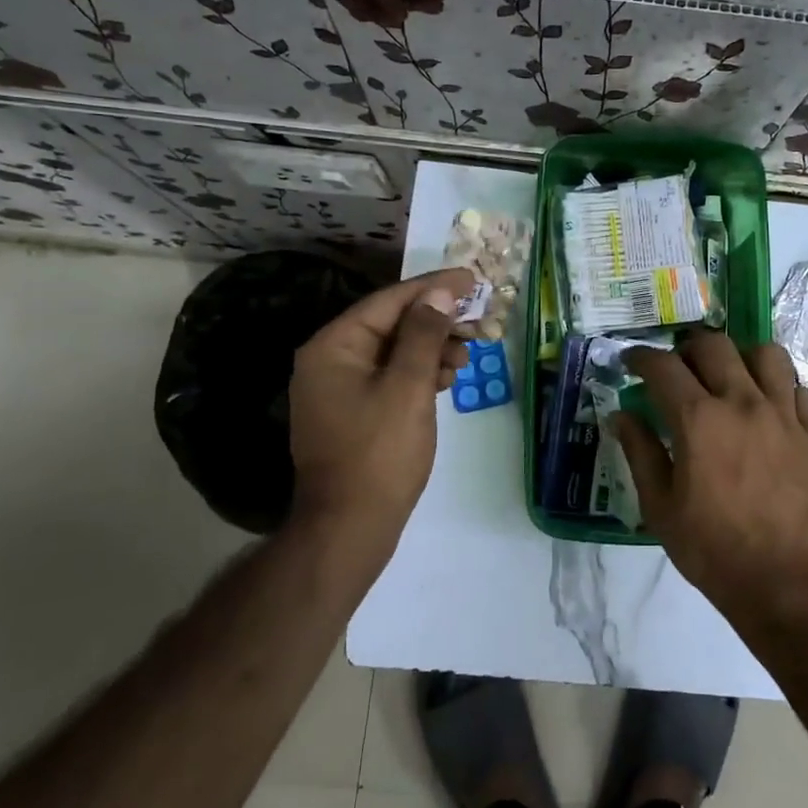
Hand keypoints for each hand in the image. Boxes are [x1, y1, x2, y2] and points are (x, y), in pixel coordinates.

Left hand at [288, 268, 473, 561]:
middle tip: (478, 322)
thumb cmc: (379, 454)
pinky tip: (446, 379)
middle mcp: (329, 360)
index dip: (433, 287)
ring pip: (393, 352)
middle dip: (436, 321)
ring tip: (466, 356)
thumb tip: (439, 293)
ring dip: (431, 348)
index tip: (472, 279)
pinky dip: (419, 373)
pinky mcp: (353, 413)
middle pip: (390, 324)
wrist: (349, 528)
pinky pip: (389, 377)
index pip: (389, 301)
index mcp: (334, 346)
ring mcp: (338, 389)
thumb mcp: (408, 388)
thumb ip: (424, 334)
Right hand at [614, 332, 807, 618]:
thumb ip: (639, 452)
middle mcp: (742, 402)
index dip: (641, 357)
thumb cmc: (713, 549)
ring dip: (741, 357)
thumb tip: (620, 415)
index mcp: (699, 419)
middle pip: (713, 345)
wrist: (788, 584)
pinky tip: (768, 408)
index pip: (663, 366)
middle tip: (678, 369)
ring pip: (766, 354)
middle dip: (687, 349)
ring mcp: (784, 414)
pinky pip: (798, 389)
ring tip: (730, 377)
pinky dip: (779, 388)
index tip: (631, 363)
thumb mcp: (660, 507)